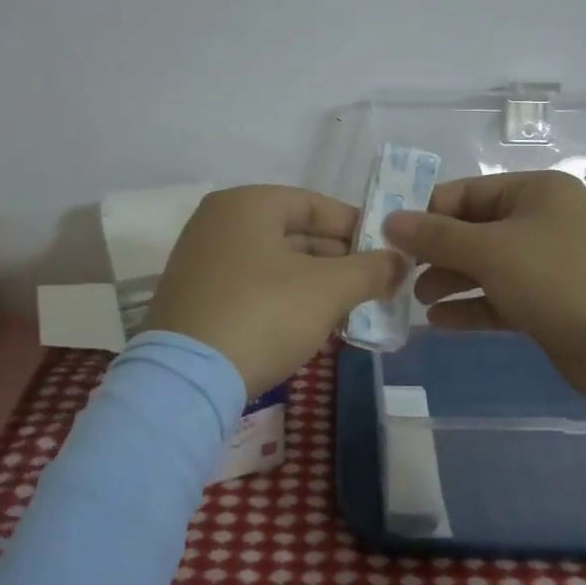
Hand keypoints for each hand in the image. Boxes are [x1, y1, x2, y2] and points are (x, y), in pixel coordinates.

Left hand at [147, 185, 405, 397]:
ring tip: (349, 309)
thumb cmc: (263, 315)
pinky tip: (310, 325)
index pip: (314, 204)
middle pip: (293, 233)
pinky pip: (251, 286)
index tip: (386, 251)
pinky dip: (283, 299)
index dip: (356, 226)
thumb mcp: (328, 290)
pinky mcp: (194, 298)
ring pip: (273, 263)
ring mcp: (200, 260)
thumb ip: (370, 269)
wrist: (186, 380)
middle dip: (337, 260)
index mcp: (246, 204)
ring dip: (314, 283)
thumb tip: (399, 262)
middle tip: (373, 285)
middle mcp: (218, 222)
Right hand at [382, 170, 585, 409]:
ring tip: (414, 300)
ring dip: (449, 281)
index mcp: (533, 192)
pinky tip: (438, 323)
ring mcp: (547, 265)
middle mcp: (540, 222)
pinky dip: (470, 308)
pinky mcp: (550, 305)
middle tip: (395, 275)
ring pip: (485, 267)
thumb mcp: (493, 251)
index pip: (464, 193)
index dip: (424, 213)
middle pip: (472, 230)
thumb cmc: (564, 279)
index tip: (385, 238)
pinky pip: (500, 299)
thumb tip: (390, 219)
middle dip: (434, 252)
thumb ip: (437, 236)